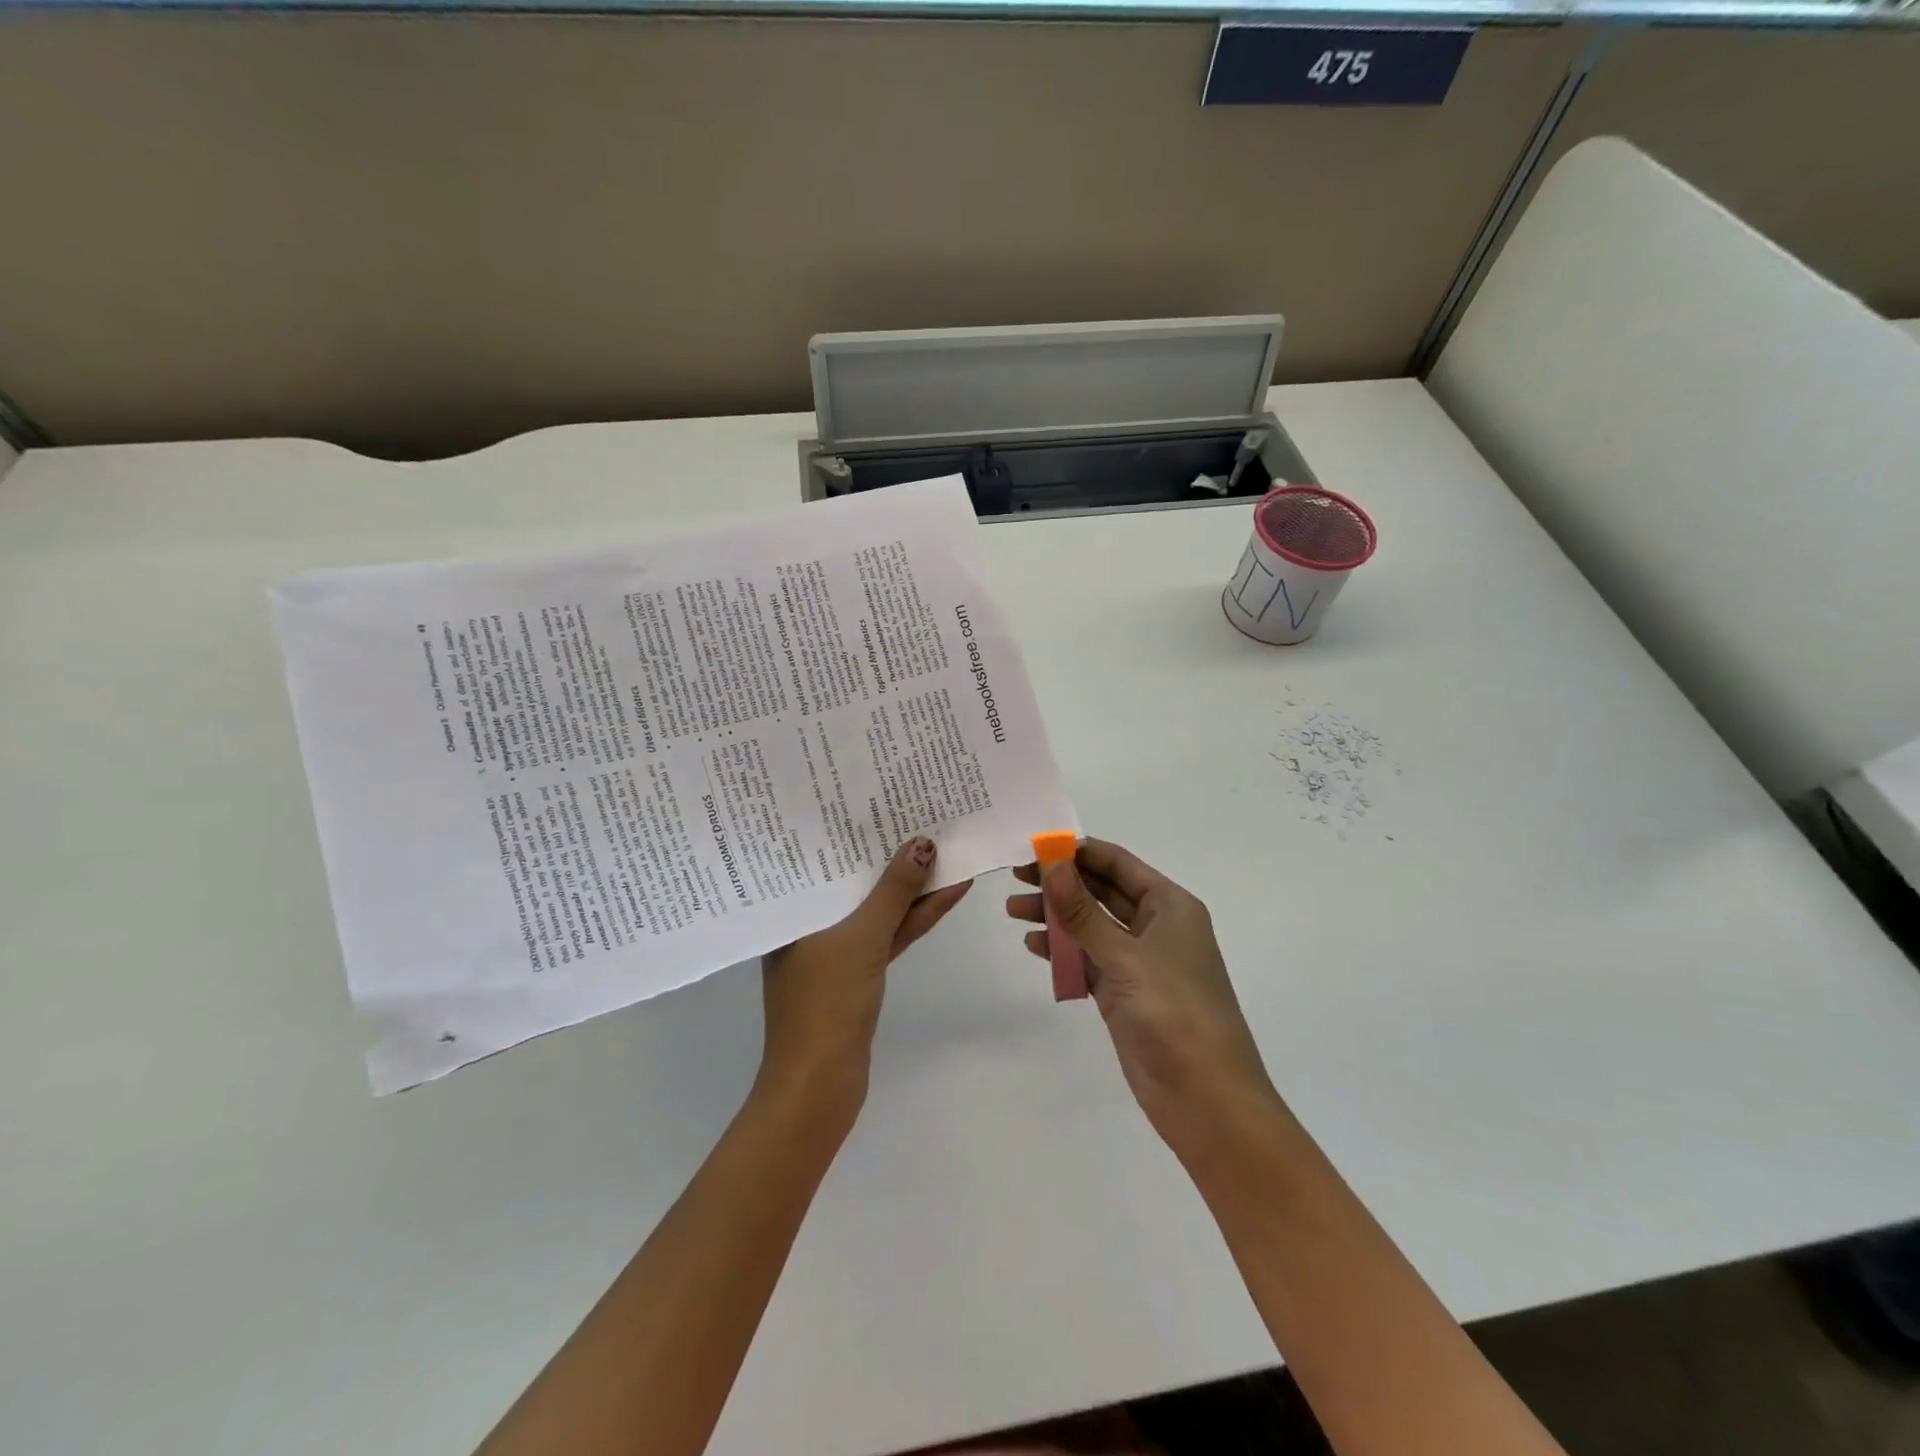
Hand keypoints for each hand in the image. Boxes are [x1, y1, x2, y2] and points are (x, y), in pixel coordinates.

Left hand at [759, 836, 970, 1114]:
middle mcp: (809, 921)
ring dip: (911, 886)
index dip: (856, 829)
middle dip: (890, 854)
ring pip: (876, 906)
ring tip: (947, 848)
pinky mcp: (858, 970)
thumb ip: (894, 892)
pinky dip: (914, 917)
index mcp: (792, 908)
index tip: (884, 800)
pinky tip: (945, 893)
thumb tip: (923, 844)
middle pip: (854, 879)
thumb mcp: (862, 937)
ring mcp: (835, 946)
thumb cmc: (827, 1003)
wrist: (820, 1086)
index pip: (824, 856)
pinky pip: (888, 932)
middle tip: (921, 815)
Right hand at [1007, 838, 1279, 1159]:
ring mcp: (1141, 963)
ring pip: (1092, 927)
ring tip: (1014, 912)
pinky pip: (1089, 961)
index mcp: (1170, 906)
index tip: (1035, 845)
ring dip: (1057, 917)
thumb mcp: (1124, 956)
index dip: (1078, 852)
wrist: (1206, 1099)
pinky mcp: (1126, 995)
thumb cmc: (1174, 1013)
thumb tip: (1052, 863)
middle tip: (1015, 877)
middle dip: (1061, 884)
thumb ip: (1083, 910)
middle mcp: (1157, 927)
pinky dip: (1064, 953)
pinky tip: (1035, 947)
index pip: (1118, 864)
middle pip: (1102, 892)